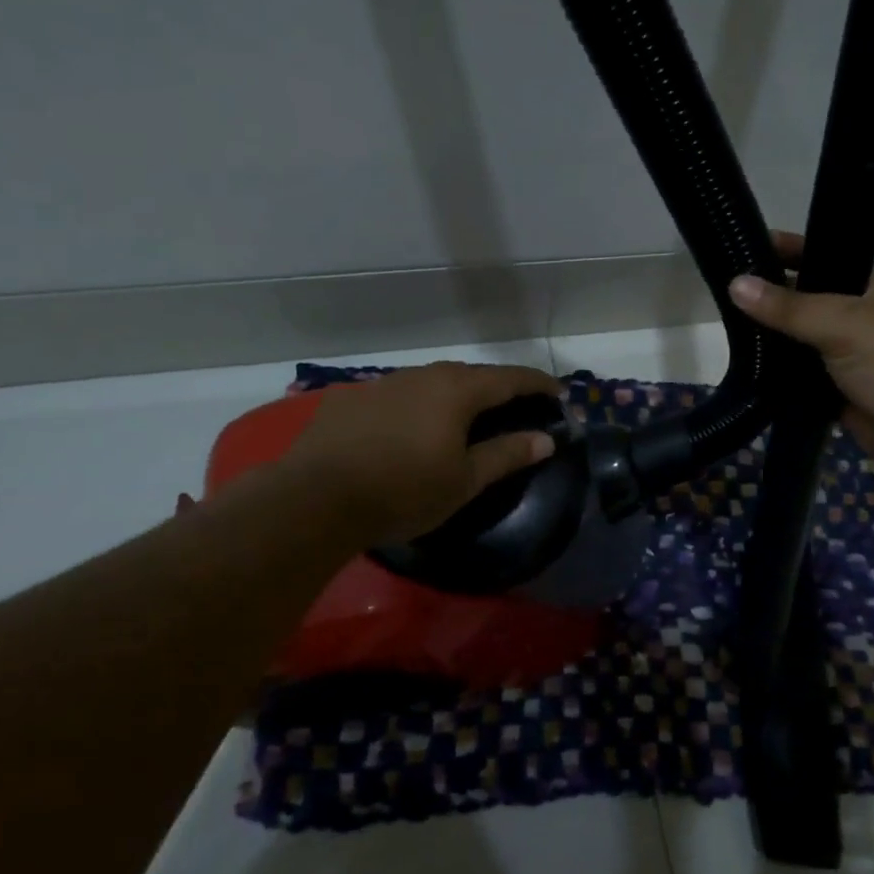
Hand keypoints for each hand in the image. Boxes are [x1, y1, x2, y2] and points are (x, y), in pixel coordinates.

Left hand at [286, 362, 562, 546]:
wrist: (315, 499)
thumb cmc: (403, 491)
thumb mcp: (464, 481)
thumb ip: (507, 455)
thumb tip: (546, 438)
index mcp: (456, 391)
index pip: (509, 378)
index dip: (537, 384)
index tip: (558, 392)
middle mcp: (422, 375)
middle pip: (470, 375)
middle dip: (497, 388)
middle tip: (514, 406)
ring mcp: (382, 383)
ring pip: (430, 382)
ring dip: (454, 395)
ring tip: (462, 417)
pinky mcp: (350, 398)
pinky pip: (397, 395)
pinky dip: (416, 406)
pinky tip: (408, 429)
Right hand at [729, 232, 873, 475]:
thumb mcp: (842, 323)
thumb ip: (789, 306)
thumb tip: (734, 284)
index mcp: (867, 285)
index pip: (818, 255)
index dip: (781, 250)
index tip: (738, 248)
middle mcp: (856, 315)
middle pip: (803, 299)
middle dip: (767, 298)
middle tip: (719, 294)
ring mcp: (846, 354)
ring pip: (797, 340)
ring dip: (769, 340)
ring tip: (723, 331)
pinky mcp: (836, 390)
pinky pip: (798, 376)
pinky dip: (777, 375)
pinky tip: (745, 370)